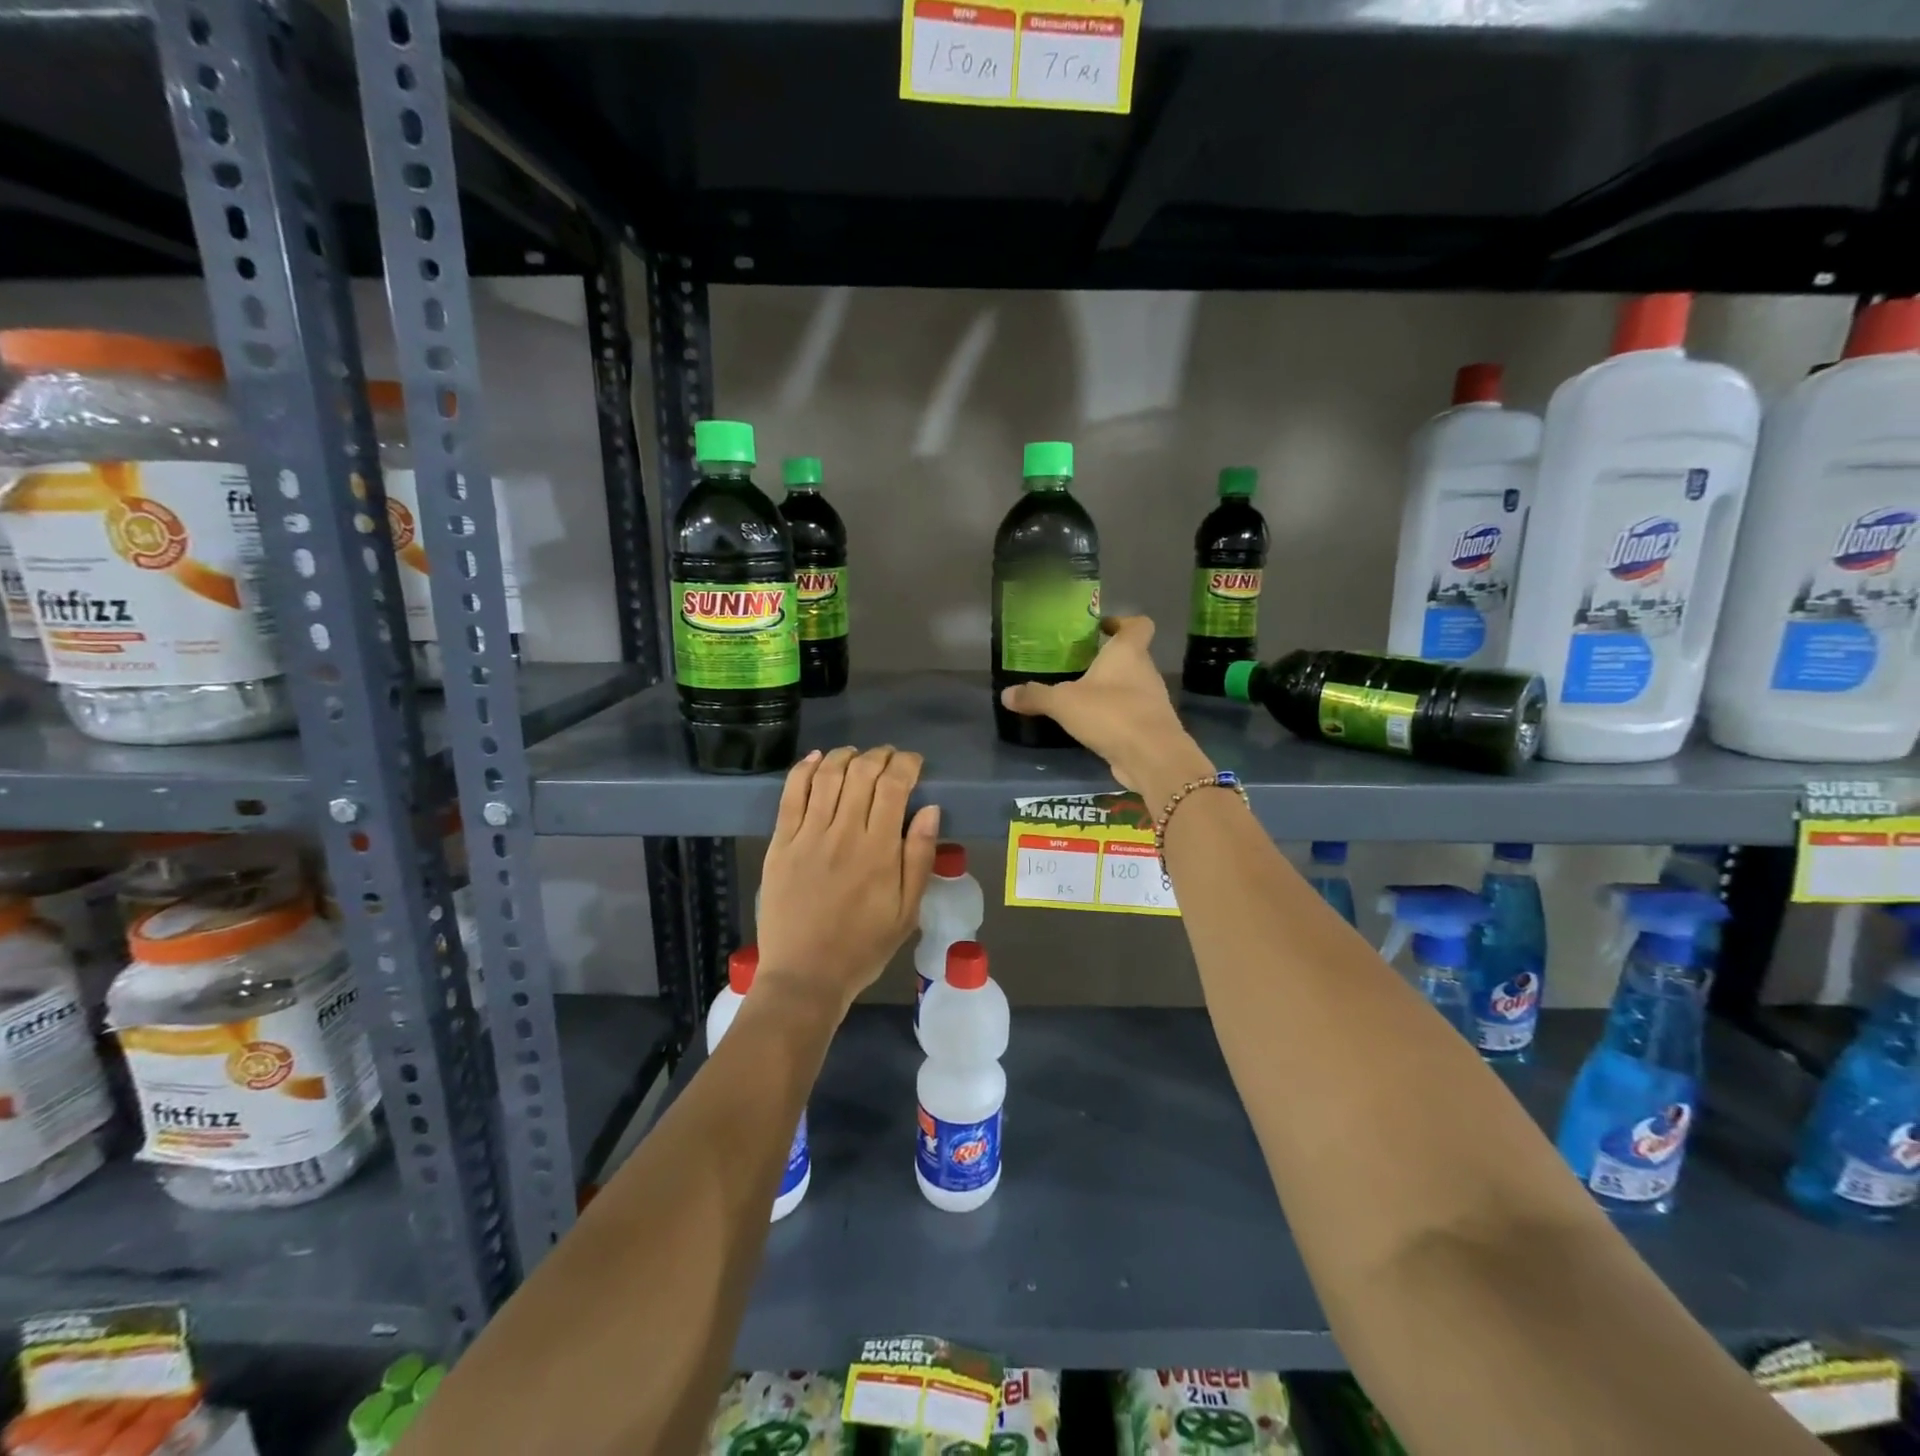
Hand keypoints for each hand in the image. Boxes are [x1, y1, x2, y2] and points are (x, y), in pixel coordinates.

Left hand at [756, 746, 940, 1015]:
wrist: (805, 976)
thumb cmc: (863, 946)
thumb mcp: (908, 911)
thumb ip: (920, 857)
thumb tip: (930, 809)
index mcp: (879, 851)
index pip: (894, 787)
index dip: (906, 764)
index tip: (914, 763)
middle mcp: (844, 833)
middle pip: (861, 773)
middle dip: (880, 756)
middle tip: (888, 758)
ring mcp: (807, 836)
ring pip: (827, 776)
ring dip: (845, 756)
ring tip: (857, 756)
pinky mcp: (780, 843)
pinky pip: (791, 794)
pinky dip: (804, 769)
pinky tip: (816, 759)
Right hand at [999, 615, 1212, 795]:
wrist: (1152, 757)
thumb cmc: (1111, 713)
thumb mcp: (1063, 703)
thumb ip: (1035, 696)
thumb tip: (1006, 694)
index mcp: (1128, 653)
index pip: (1138, 625)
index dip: (1122, 622)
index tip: (1102, 628)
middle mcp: (1145, 672)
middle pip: (1132, 656)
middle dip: (1108, 660)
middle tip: (1078, 665)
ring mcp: (1152, 701)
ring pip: (1132, 686)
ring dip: (1111, 690)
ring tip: (1081, 697)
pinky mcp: (1151, 728)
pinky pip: (1131, 714)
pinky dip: (1115, 716)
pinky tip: (1092, 726)